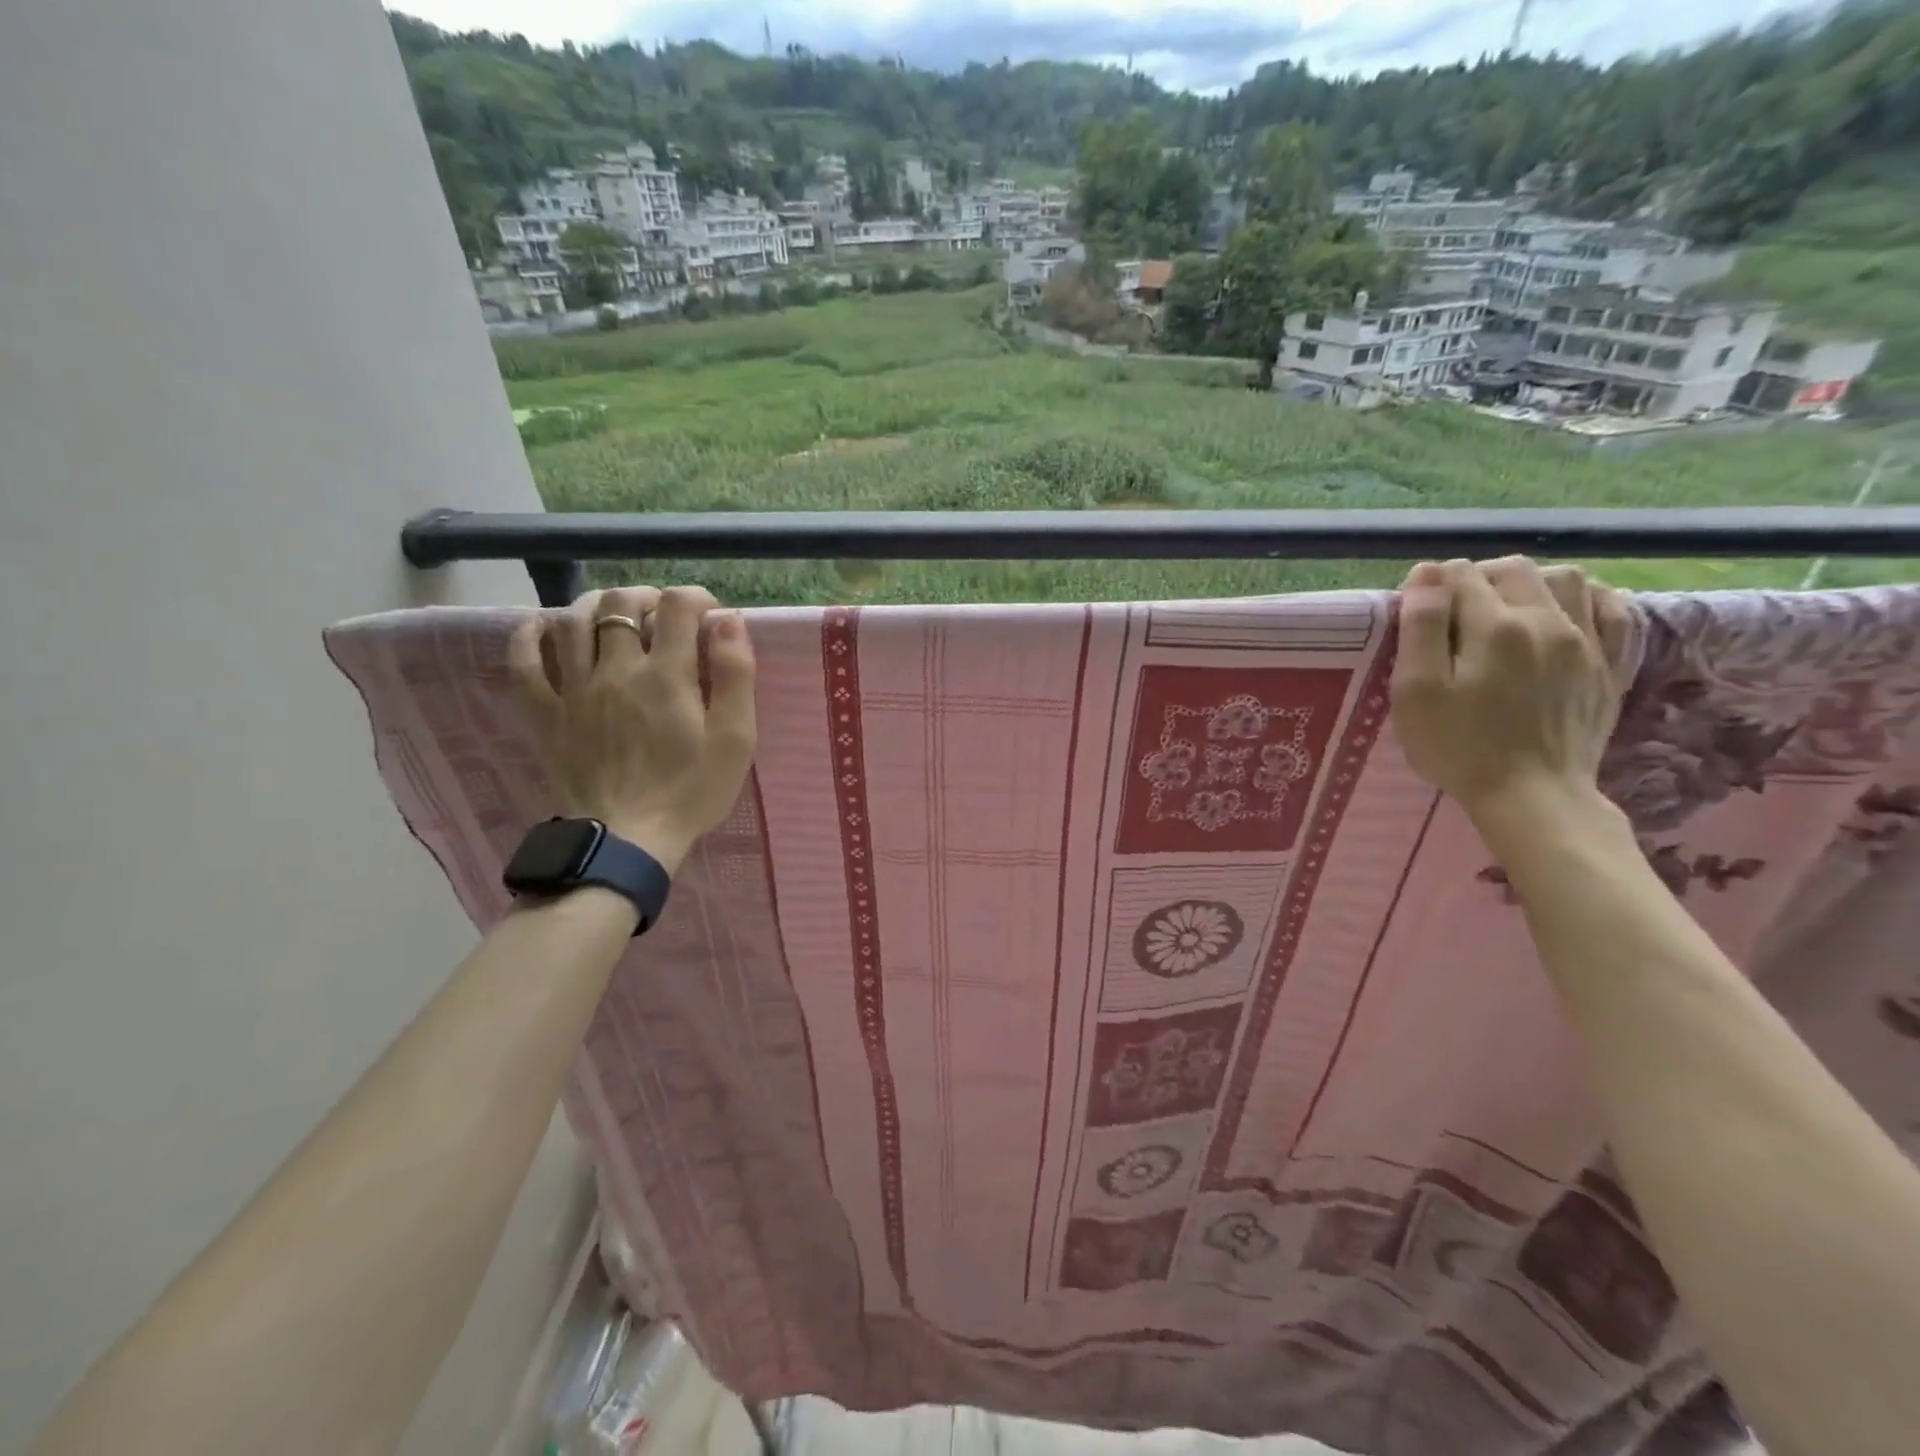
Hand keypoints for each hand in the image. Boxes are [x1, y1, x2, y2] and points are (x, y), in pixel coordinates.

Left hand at [506, 585, 756, 872]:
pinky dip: (529, 636)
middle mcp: (616, 670)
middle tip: (664, 616)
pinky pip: (523, 664)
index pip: (677, 606)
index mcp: (666, 675)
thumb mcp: (735, 739)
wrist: (627, 841)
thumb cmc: (690, 791)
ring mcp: (574, 690)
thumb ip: (736, 675)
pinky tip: (542, 627)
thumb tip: (728, 621)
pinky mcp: (546, 715)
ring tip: (614, 615)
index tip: (710, 616)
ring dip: (594, 605)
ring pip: (571, 622)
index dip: (696, 597)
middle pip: (620, 603)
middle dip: (647, 596)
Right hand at [1390, 557, 1630, 827]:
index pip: (1461, 576)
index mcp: (1494, 626)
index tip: (1419, 610)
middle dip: (1479, 577)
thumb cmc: (1458, 746)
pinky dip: (1587, 599)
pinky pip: (1613, 609)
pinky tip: (1565, 613)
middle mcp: (1547, 620)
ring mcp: (1587, 642)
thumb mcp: (1416, 691)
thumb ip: (1420, 627)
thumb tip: (1426, 574)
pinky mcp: (1610, 665)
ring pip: (1567, 579)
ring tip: (1506, 609)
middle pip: (1514, 569)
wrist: (1532, 796)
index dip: (1433, 585)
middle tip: (1454, 609)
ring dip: (1531, 582)